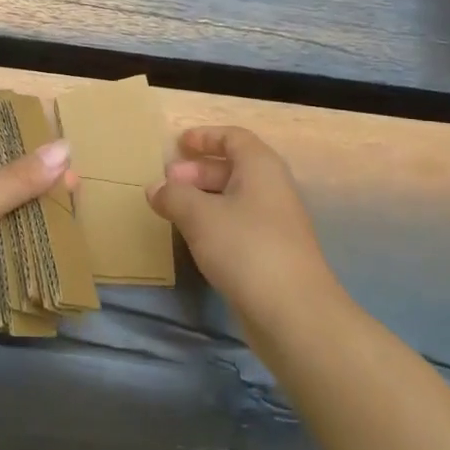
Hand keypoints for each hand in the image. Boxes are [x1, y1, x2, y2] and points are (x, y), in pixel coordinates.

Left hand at [0, 138, 73, 368]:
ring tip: (79, 199)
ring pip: (15, 221)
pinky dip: (42, 249)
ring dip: (43, 215)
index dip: (14, 142)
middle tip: (75, 174)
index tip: (52, 137)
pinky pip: (20, 255)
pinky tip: (72, 236)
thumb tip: (66, 147)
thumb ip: (20, 177)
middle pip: (5, 185)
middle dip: (37, 182)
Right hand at [147, 126, 331, 327]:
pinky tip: (194, 239)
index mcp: (260, 167)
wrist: (294, 313)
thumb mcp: (199, 215)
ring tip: (173, 210)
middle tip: (167, 182)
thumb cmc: (245, 248)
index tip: (178, 144)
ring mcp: (275, 223)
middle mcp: (272, 188)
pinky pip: (238, 224)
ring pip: (235, 198)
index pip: (233, 137)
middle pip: (233, 167)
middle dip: (198, 171)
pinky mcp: (272, 254)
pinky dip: (214, 223)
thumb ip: (173, 195)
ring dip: (204, 199)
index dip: (205, 136)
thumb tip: (155, 188)